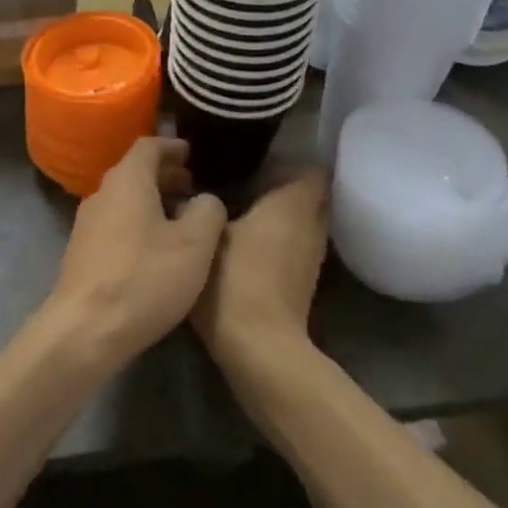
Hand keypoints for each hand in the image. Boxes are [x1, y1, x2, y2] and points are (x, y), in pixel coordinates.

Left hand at [46, 138, 226, 367]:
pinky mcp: (82, 253)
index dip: (172, 146)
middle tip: (193, 187)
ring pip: (125, 200)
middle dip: (165, 176)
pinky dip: (138, 223)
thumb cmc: (144, 278)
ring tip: (181, 219)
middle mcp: (102, 194)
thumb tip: (205, 200)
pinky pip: (115, 224)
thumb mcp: (195, 245)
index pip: (148, 146)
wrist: (85, 330)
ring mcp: (86, 225)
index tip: (192, 153)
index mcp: (127, 181)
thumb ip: (208, 211)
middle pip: (135, 172)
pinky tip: (157, 249)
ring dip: (152, 202)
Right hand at [192, 172, 329, 366]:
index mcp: (293, 202)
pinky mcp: (304, 280)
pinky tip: (247, 243)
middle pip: (309, 194)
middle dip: (283, 186)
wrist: (259, 348)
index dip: (287, 161)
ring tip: (242, 210)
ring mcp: (313, 255)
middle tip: (244, 181)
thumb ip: (204, 207)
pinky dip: (279, 238)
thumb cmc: (234, 280)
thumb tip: (195, 193)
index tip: (256, 159)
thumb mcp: (207, 235)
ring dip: (281, 214)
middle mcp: (312, 223)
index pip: (310, 167)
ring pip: (302, 221)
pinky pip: (295, 243)